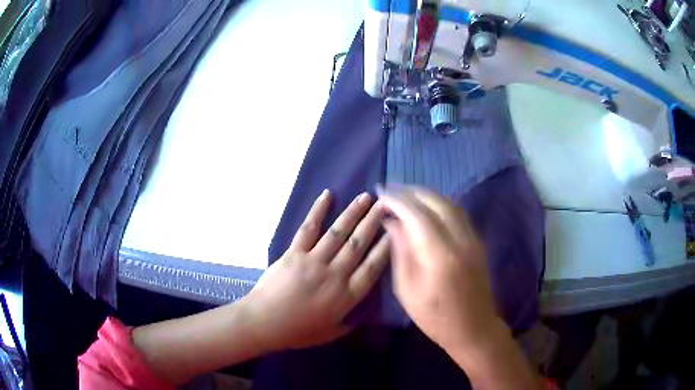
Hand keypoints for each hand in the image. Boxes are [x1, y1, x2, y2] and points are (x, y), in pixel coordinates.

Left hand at [244, 190, 389, 351]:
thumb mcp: (330, 333)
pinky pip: (308, 229)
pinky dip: (317, 211)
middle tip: (387, 204)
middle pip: (359, 243)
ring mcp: (314, 261)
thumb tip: (363, 313)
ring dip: (354, 213)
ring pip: (338, 233)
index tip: (396, 229)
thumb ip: (350, 323)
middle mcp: (335, 274)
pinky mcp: (294, 253)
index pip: (373, 266)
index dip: (387, 246)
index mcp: (347, 295)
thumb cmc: (297, 331)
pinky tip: (327, 195)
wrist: (263, 322)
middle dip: (374, 222)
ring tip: (366, 197)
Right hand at [378, 186, 501, 351]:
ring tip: (406, 195)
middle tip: (390, 190)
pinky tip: (428, 207)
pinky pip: (458, 212)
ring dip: (426, 195)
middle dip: (410, 191)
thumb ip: (401, 252)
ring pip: (449, 203)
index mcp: (439, 254)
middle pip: (435, 201)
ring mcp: (473, 238)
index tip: (380, 194)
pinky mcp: (478, 241)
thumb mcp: (407, 290)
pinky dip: (440, 203)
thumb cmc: (435, 317)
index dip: (396, 200)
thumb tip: (392, 223)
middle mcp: (460, 239)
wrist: (473, 327)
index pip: (416, 214)